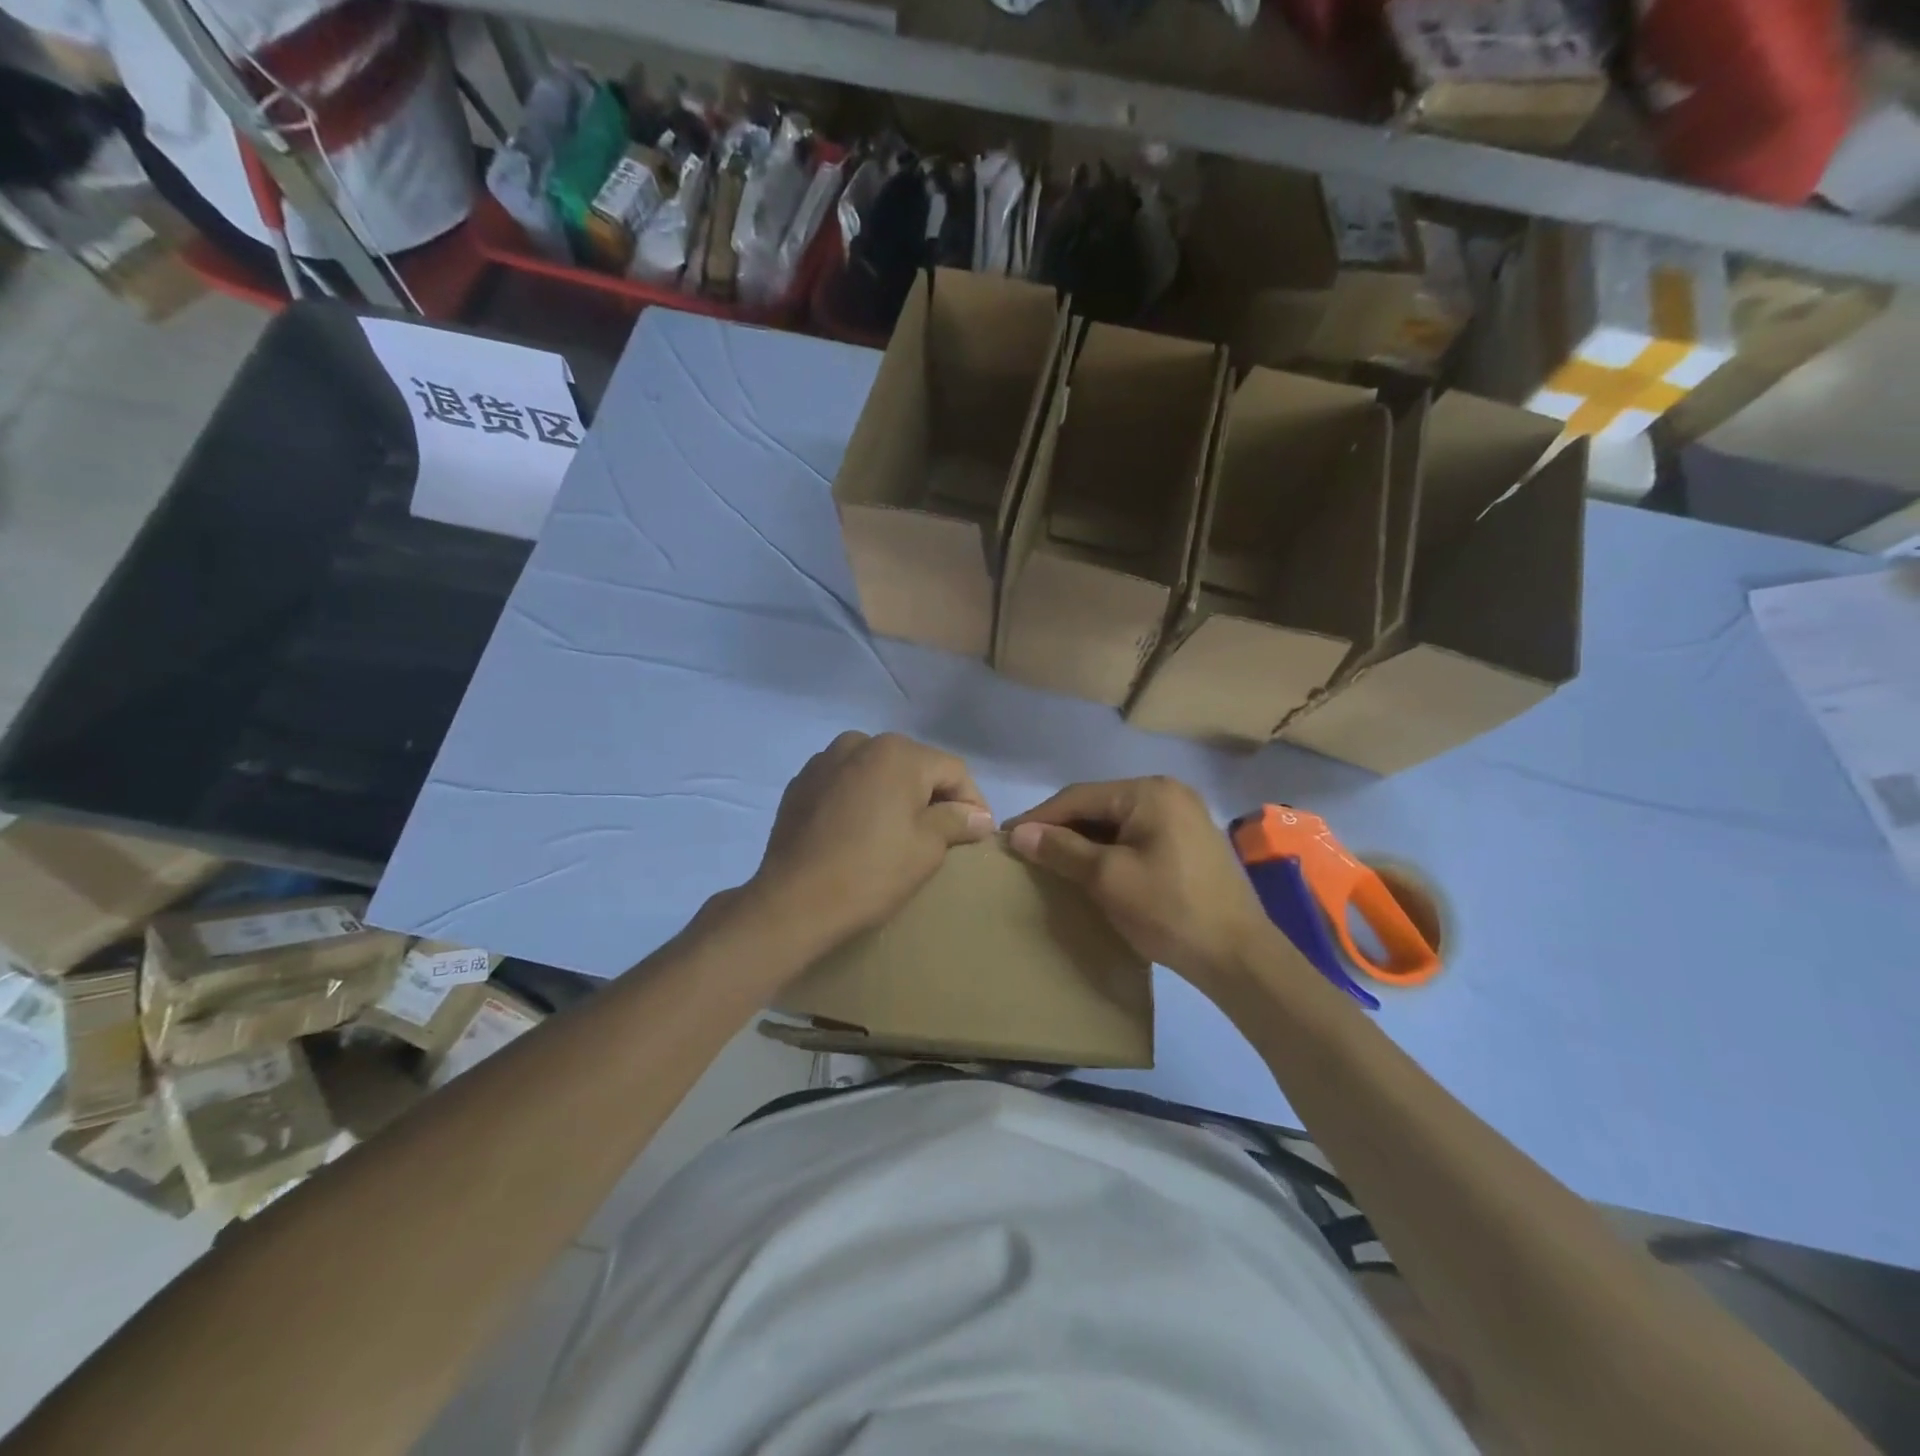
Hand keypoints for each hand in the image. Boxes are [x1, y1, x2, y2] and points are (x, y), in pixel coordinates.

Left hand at [746, 731, 993, 949]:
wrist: (792, 903)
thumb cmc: (870, 873)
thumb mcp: (926, 848)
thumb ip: (956, 821)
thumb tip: (979, 816)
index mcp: (897, 753)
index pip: (953, 770)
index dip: (973, 802)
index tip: (978, 835)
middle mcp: (860, 743)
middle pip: (914, 765)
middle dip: (932, 796)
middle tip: (943, 834)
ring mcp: (825, 760)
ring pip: (877, 771)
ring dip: (894, 795)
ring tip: (898, 832)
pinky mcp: (801, 783)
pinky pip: (846, 783)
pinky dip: (861, 799)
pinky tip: (859, 831)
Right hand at [1005, 776, 1273, 992]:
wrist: (1238, 957)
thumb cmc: (1169, 910)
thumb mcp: (1107, 878)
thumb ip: (1061, 850)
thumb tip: (1019, 833)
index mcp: (1150, 792)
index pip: (1079, 797)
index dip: (1040, 817)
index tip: (1007, 837)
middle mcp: (1169, 793)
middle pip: (1100, 805)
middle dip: (1062, 828)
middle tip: (1027, 851)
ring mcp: (1184, 817)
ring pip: (1117, 822)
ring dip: (1084, 840)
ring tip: (1052, 861)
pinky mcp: (1190, 843)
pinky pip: (1137, 836)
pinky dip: (1109, 849)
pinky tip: (1091, 869)